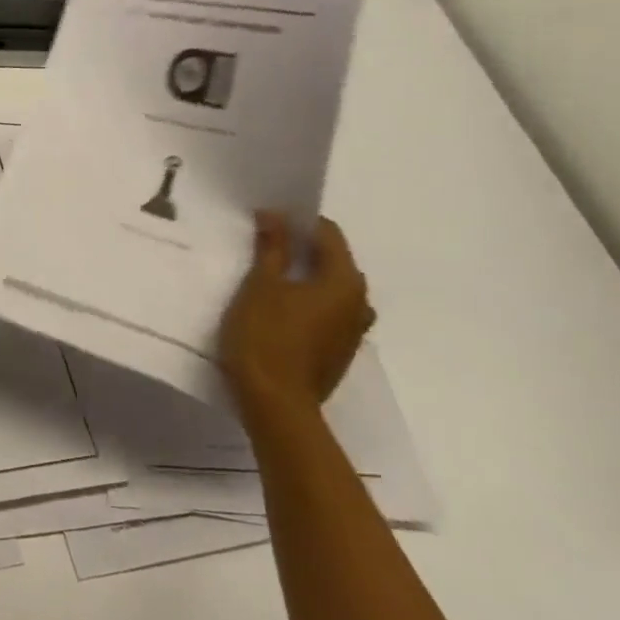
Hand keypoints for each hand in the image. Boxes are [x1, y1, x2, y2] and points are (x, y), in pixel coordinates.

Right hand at [219, 211, 373, 416]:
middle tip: (262, 242)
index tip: (265, 219)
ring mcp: (352, 330)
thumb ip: (272, 248)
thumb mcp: (260, 285)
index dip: (296, 221)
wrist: (275, 403)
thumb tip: (276, 215)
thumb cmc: (266, 336)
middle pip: (332, 260)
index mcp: (345, 282)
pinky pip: (326, 311)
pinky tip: (276, 305)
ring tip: (267, 274)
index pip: (328, 234)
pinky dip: (306, 300)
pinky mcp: (339, 351)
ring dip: (304, 275)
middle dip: (300, 247)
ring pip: (329, 288)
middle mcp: (359, 303)